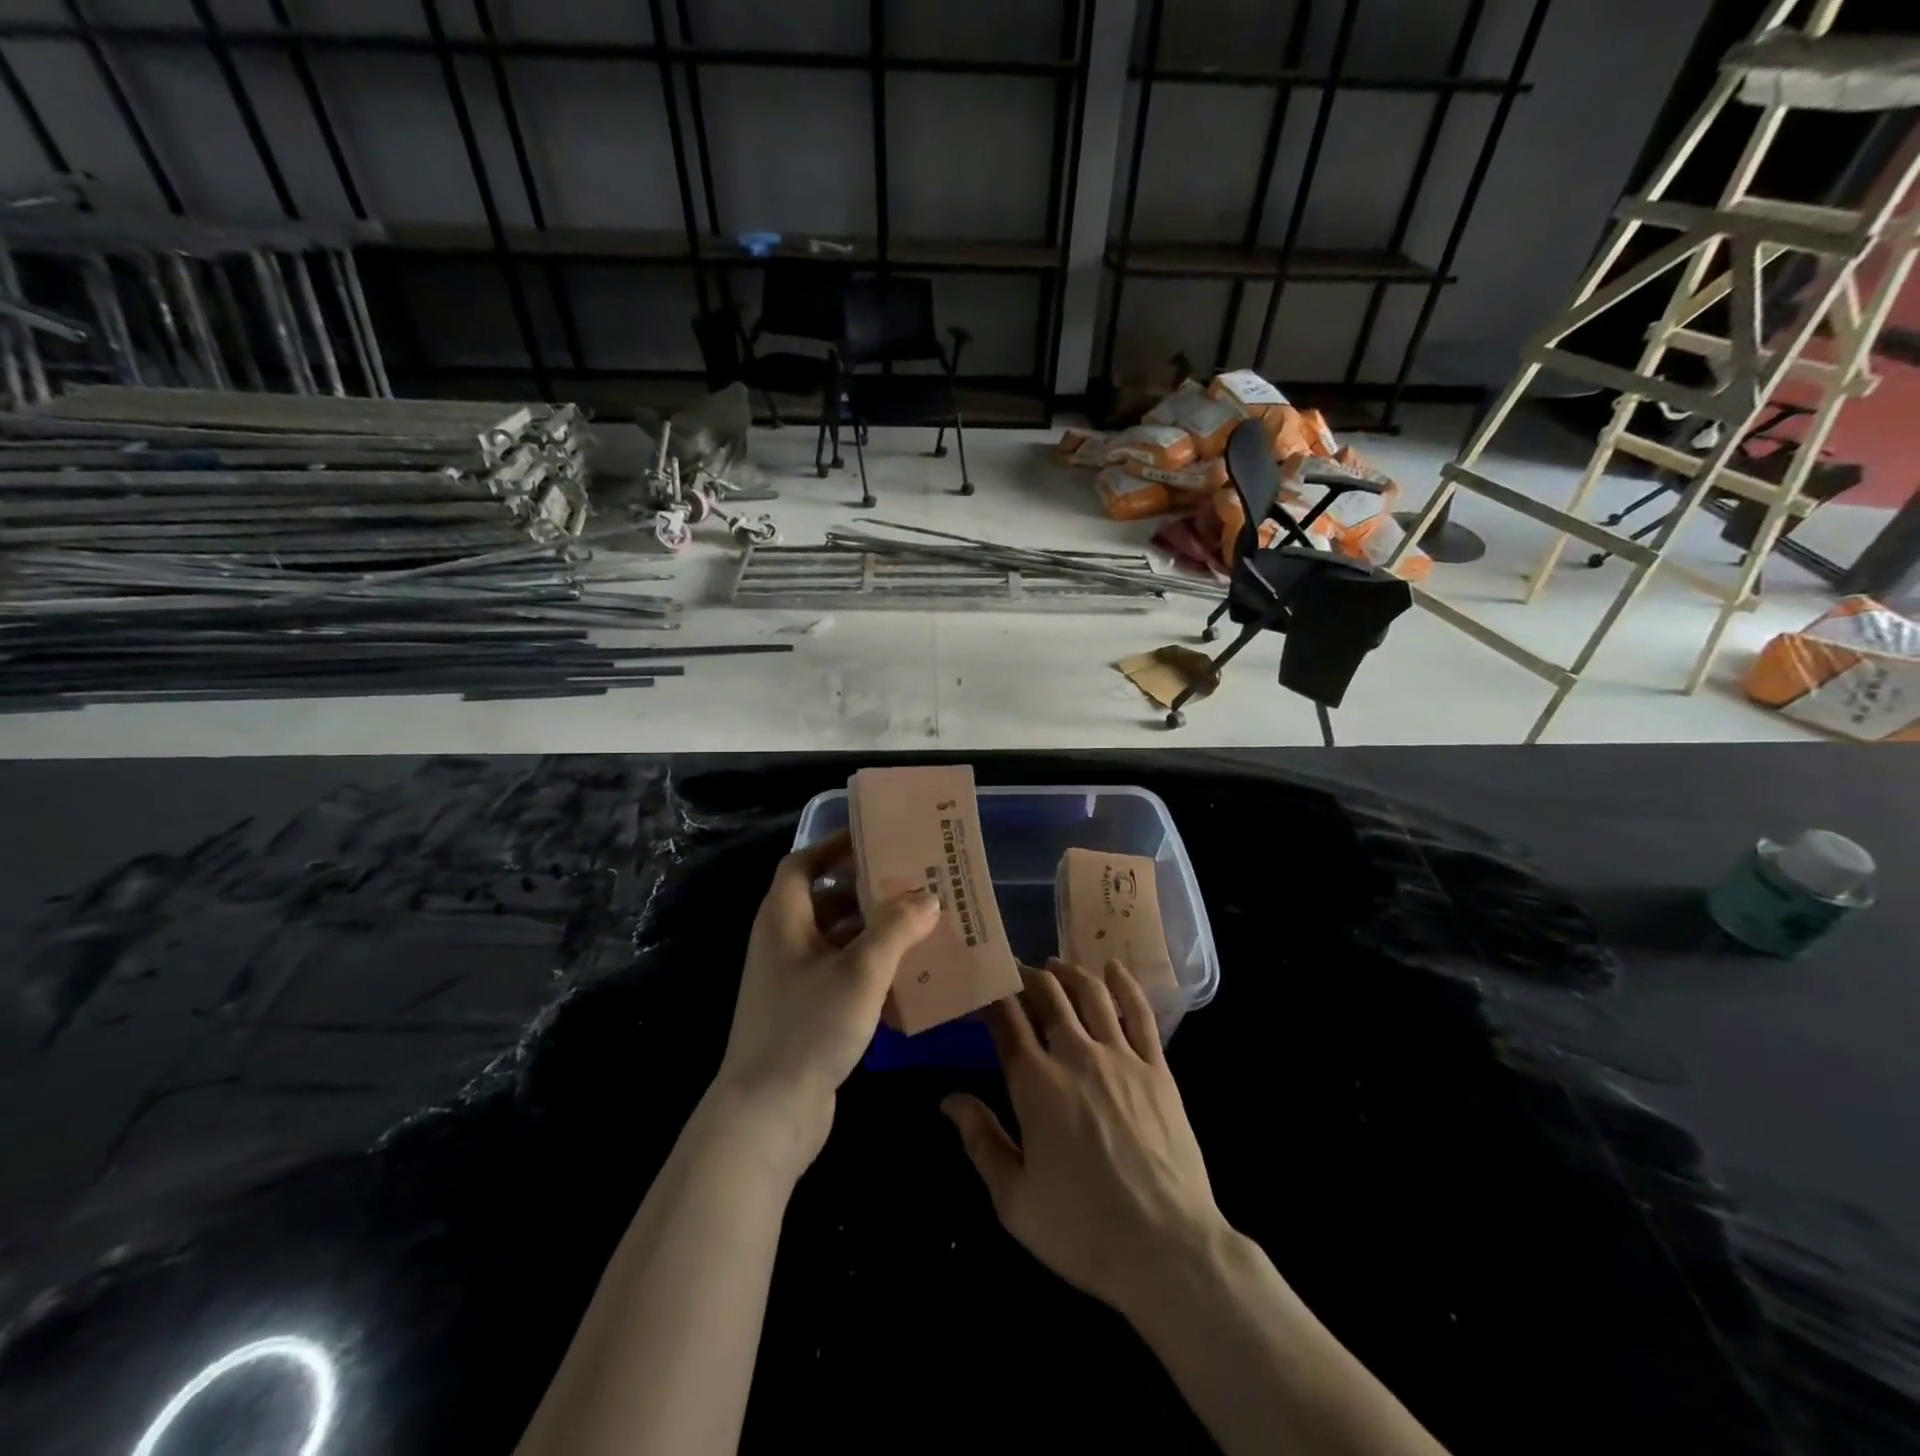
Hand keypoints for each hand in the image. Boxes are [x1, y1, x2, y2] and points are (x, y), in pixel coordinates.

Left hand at [714, 830, 939, 1174]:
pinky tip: (909, 977)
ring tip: (922, 925)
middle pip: (826, 901)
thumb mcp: (861, 970)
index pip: (803, 864)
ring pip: (838, 941)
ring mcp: (792, 982)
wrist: (767, 1115)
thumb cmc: (809, 1026)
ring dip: (875, 932)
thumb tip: (927, 895)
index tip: (876, 839)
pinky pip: (842, 976)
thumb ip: (896, 927)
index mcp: (783, 919)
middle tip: (914, 883)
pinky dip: (872, 969)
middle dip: (868, 891)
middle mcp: (783, 943)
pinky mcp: (806, 1015)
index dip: (835, 846)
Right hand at [942, 959, 1228, 1316]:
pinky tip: (1114, 969)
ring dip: (1068, 972)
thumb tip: (949, 1099)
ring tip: (1054, 965)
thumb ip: (980, 1141)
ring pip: (1091, 993)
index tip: (980, 983)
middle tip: (1014, 970)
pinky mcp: (1157, 1069)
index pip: (1006, 1019)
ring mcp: (1121, 1058)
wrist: (1167, 1250)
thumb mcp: (1014, 1199)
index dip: (991, 994)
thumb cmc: (1082, 1230)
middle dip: (1026, 975)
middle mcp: (1076, 1056)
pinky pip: (1141, 1013)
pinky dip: (1125, 985)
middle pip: (1048, 995)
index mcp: (1036, 1084)